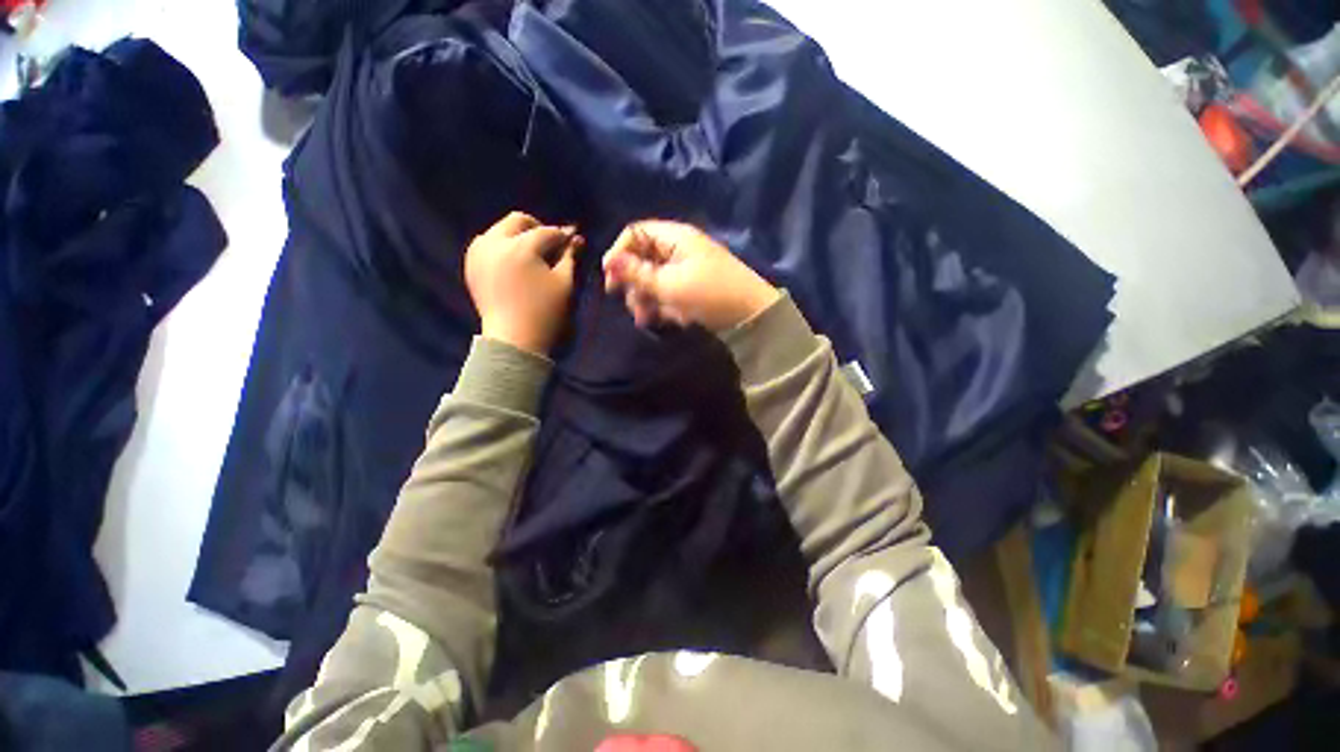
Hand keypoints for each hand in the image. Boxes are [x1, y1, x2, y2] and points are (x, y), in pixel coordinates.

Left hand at [465, 211, 583, 354]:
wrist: (513, 340)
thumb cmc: (545, 313)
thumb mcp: (564, 284)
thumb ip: (569, 257)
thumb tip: (576, 239)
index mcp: (520, 248)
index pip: (546, 232)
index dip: (563, 235)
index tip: (574, 238)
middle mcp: (494, 243)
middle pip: (518, 221)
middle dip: (538, 228)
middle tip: (552, 244)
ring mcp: (478, 253)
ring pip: (500, 230)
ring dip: (518, 236)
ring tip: (532, 254)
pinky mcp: (471, 265)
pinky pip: (487, 244)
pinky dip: (502, 246)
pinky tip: (514, 262)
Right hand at [602, 220, 778, 331]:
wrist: (751, 316)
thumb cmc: (710, 294)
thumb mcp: (670, 285)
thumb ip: (638, 274)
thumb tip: (608, 262)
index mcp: (675, 237)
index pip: (635, 233)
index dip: (619, 253)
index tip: (610, 280)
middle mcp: (678, 249)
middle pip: (642, 259)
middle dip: (633, 284)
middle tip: (632, 306)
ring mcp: (685, 270)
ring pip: (653, 280)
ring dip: (646, 300)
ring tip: (647, 320)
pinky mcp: (691, 289)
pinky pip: (667, 293)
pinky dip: (662, 306)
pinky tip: (664, 321)